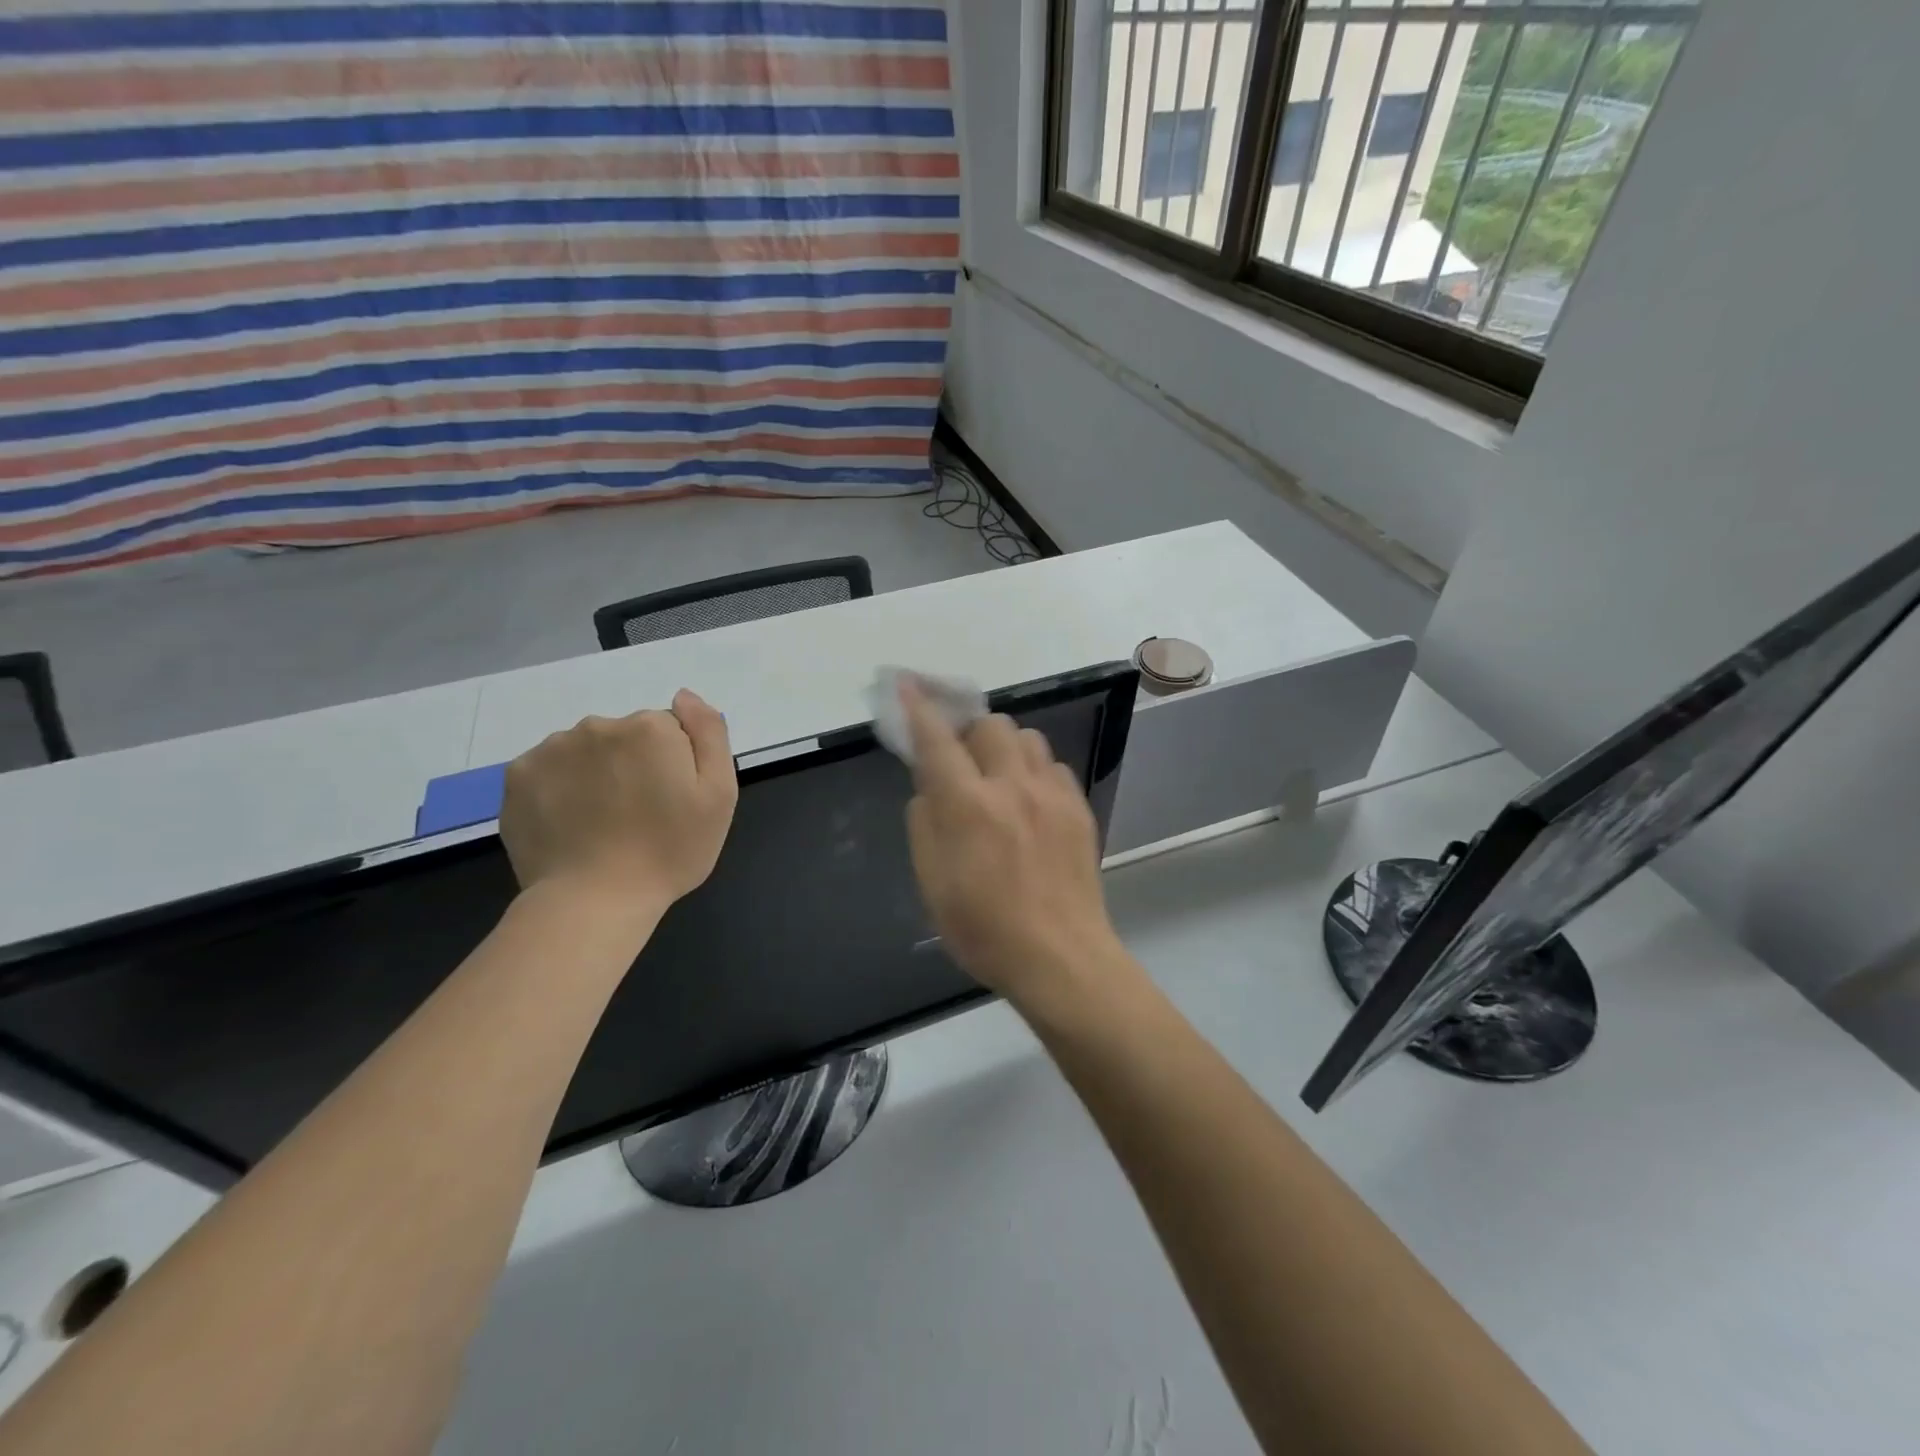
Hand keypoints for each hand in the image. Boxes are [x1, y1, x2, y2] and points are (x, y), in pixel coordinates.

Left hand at [501, 689, 737, 914]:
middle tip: (640, 815)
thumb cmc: (670, 851)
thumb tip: (684, 695)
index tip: (672, 802)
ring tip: (602, 823)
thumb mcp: (719, 795)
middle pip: (626, 737)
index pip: (670, 731)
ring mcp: (552, 749)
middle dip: (634, 765)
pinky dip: (561, 788)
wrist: (593, 901)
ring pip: (586, 751)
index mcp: (650, 728)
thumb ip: (710, 733)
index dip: (675, 766)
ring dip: (596, 774)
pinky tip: (571, 822)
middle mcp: (599, 725)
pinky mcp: (517, 776)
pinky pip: (550, 769)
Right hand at [901, 679, 1125, 1010]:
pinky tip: (1030, 802)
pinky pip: (1052, 766)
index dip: (918, 708)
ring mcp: (1050, 794)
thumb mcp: (931, 883)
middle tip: (962, 761)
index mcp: (967, 805)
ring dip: (1004, 748)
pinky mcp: (1078, 808)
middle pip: (990, 724)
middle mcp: (1010, 786)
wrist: (1059, 957)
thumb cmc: (983, 929)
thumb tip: (929, 788)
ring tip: (999, 779)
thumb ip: (924, 823)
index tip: (907, 684)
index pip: (936, 740)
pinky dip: (1034, 771)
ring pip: (1027, 738)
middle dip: (969, 732)